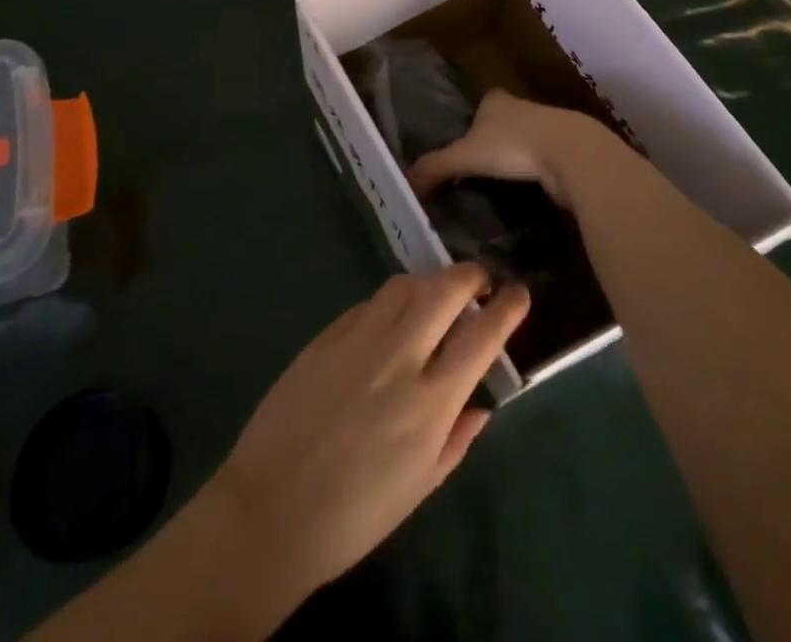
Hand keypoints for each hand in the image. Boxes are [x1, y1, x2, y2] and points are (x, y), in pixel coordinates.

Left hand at [202, 263, 528, 603]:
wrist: (271, 509)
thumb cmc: (354, 516)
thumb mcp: (420, 487)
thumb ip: (457, 438)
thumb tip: (482, 403)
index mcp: (429, 405)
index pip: (480, 339)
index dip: (505, 309)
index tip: (519, 292)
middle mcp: (398, 359)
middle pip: (443, 291)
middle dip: (469, 276)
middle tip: (480, 280)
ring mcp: (358, 340)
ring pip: (404, 285)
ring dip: (430, 281)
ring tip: (439, 294)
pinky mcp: (326, 334)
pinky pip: (369, 303)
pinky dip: (391, 302)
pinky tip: (393, 318)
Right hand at [407, 90, 613, 207]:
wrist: (571, 154)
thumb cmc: (513, 144)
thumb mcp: (465, 156)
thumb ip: (435, 167)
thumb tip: (406, 183)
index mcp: (497, 101)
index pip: (483, 102)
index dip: (473, 118)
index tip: (464, 138)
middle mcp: (523, 108)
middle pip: (504, 121)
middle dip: (494, 138)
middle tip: (478, 166)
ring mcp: (549, 128)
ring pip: (526, 140)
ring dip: (517, 156)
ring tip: (500, 182)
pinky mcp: (567, 152)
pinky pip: (545, 161)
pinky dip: (536, 173)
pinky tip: (527, 190)